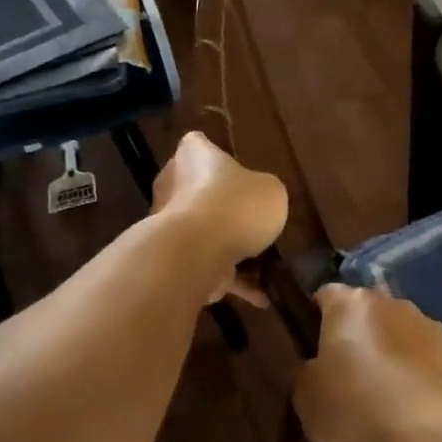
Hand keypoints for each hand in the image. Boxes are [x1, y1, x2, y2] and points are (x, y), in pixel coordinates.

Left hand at [151, 131, 288, 303]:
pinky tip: (261, 297)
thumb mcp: (271, 191)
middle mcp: (173, 185)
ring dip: (229, 247)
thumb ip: (264, 192)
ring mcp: (170, 225)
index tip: (234, 169)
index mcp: (194, 156)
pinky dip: (232, 281)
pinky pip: (208, 266)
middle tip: (253, 219)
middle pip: (198, 190)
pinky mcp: (174, 259)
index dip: (213, 153)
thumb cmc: (235, 206)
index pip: (198, 144)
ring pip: (204, 232)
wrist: (196, 253)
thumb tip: (258, 201)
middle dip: (222, 206)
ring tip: (264, 265)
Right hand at [293, 284, 441, 441]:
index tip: (314, 349)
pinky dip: (420, 375)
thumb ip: (308, 375)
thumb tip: (318, 368)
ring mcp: (429, 325)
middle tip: (348, 377)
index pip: (326, 296)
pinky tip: (415, 409)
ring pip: (400, 334)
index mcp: (349, 305)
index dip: (317, 320)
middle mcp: (391, 303)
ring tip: (386, 399)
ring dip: (391, 354)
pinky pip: (428, 359)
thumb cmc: (358, 410)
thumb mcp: (308, 401)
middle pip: (367, 314)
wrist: (433, 433)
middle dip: (358, 337)